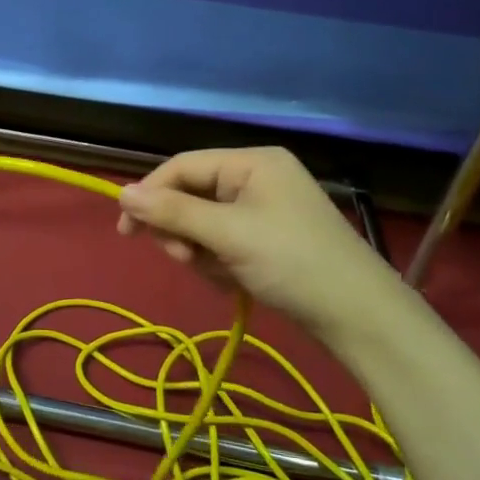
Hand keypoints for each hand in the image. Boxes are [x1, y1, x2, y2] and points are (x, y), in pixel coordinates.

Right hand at [116, 147, 406, 342]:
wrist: (358, 316)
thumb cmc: (292, 262)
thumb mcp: (227, 234)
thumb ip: (172, 212)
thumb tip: (121, 193)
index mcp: (252, 162)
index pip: (183, 166)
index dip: (150, 194)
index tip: (126, 230)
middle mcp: (256, 179)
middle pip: (191, 195)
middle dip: (182, 229)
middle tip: (185, 258)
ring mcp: (263, 210)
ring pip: (203, 224)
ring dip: (200, 250)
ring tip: (219, 273)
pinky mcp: (267, 239)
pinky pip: (222, 242)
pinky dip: (219, 262)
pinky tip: (234, 281)